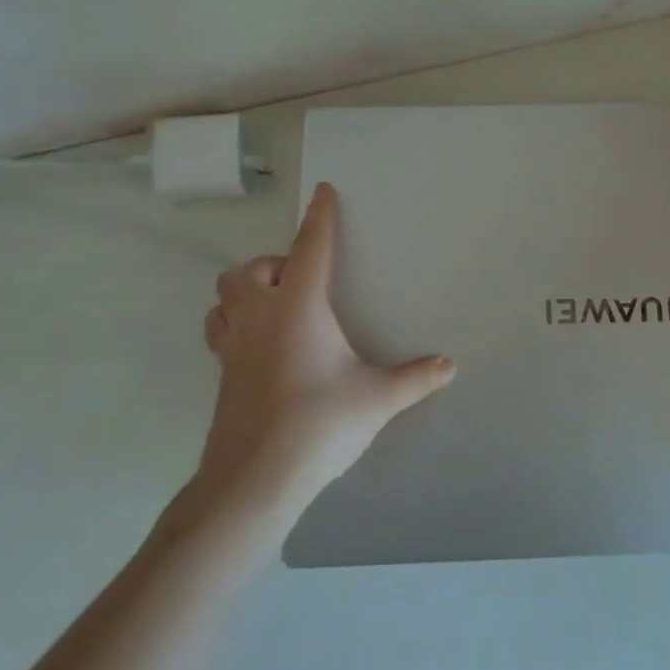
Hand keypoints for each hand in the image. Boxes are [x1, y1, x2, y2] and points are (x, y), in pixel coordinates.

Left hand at [172, 182, 455, 541]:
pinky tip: (260, 346)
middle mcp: (260, 316)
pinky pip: (220, 330)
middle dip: (273, 264)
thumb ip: (415, 378)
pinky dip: (235, 322)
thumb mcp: (377, 399)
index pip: (310, 248)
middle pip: (249, 269)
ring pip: (224, 297)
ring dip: (245, 291)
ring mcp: (233, 346)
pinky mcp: (222, 374)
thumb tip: (449, 366)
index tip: (323, 191)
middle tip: (302, 283)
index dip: (320, 217)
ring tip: (274, 307)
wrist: (255, 478)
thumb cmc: (319, 423)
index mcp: (299, 307)